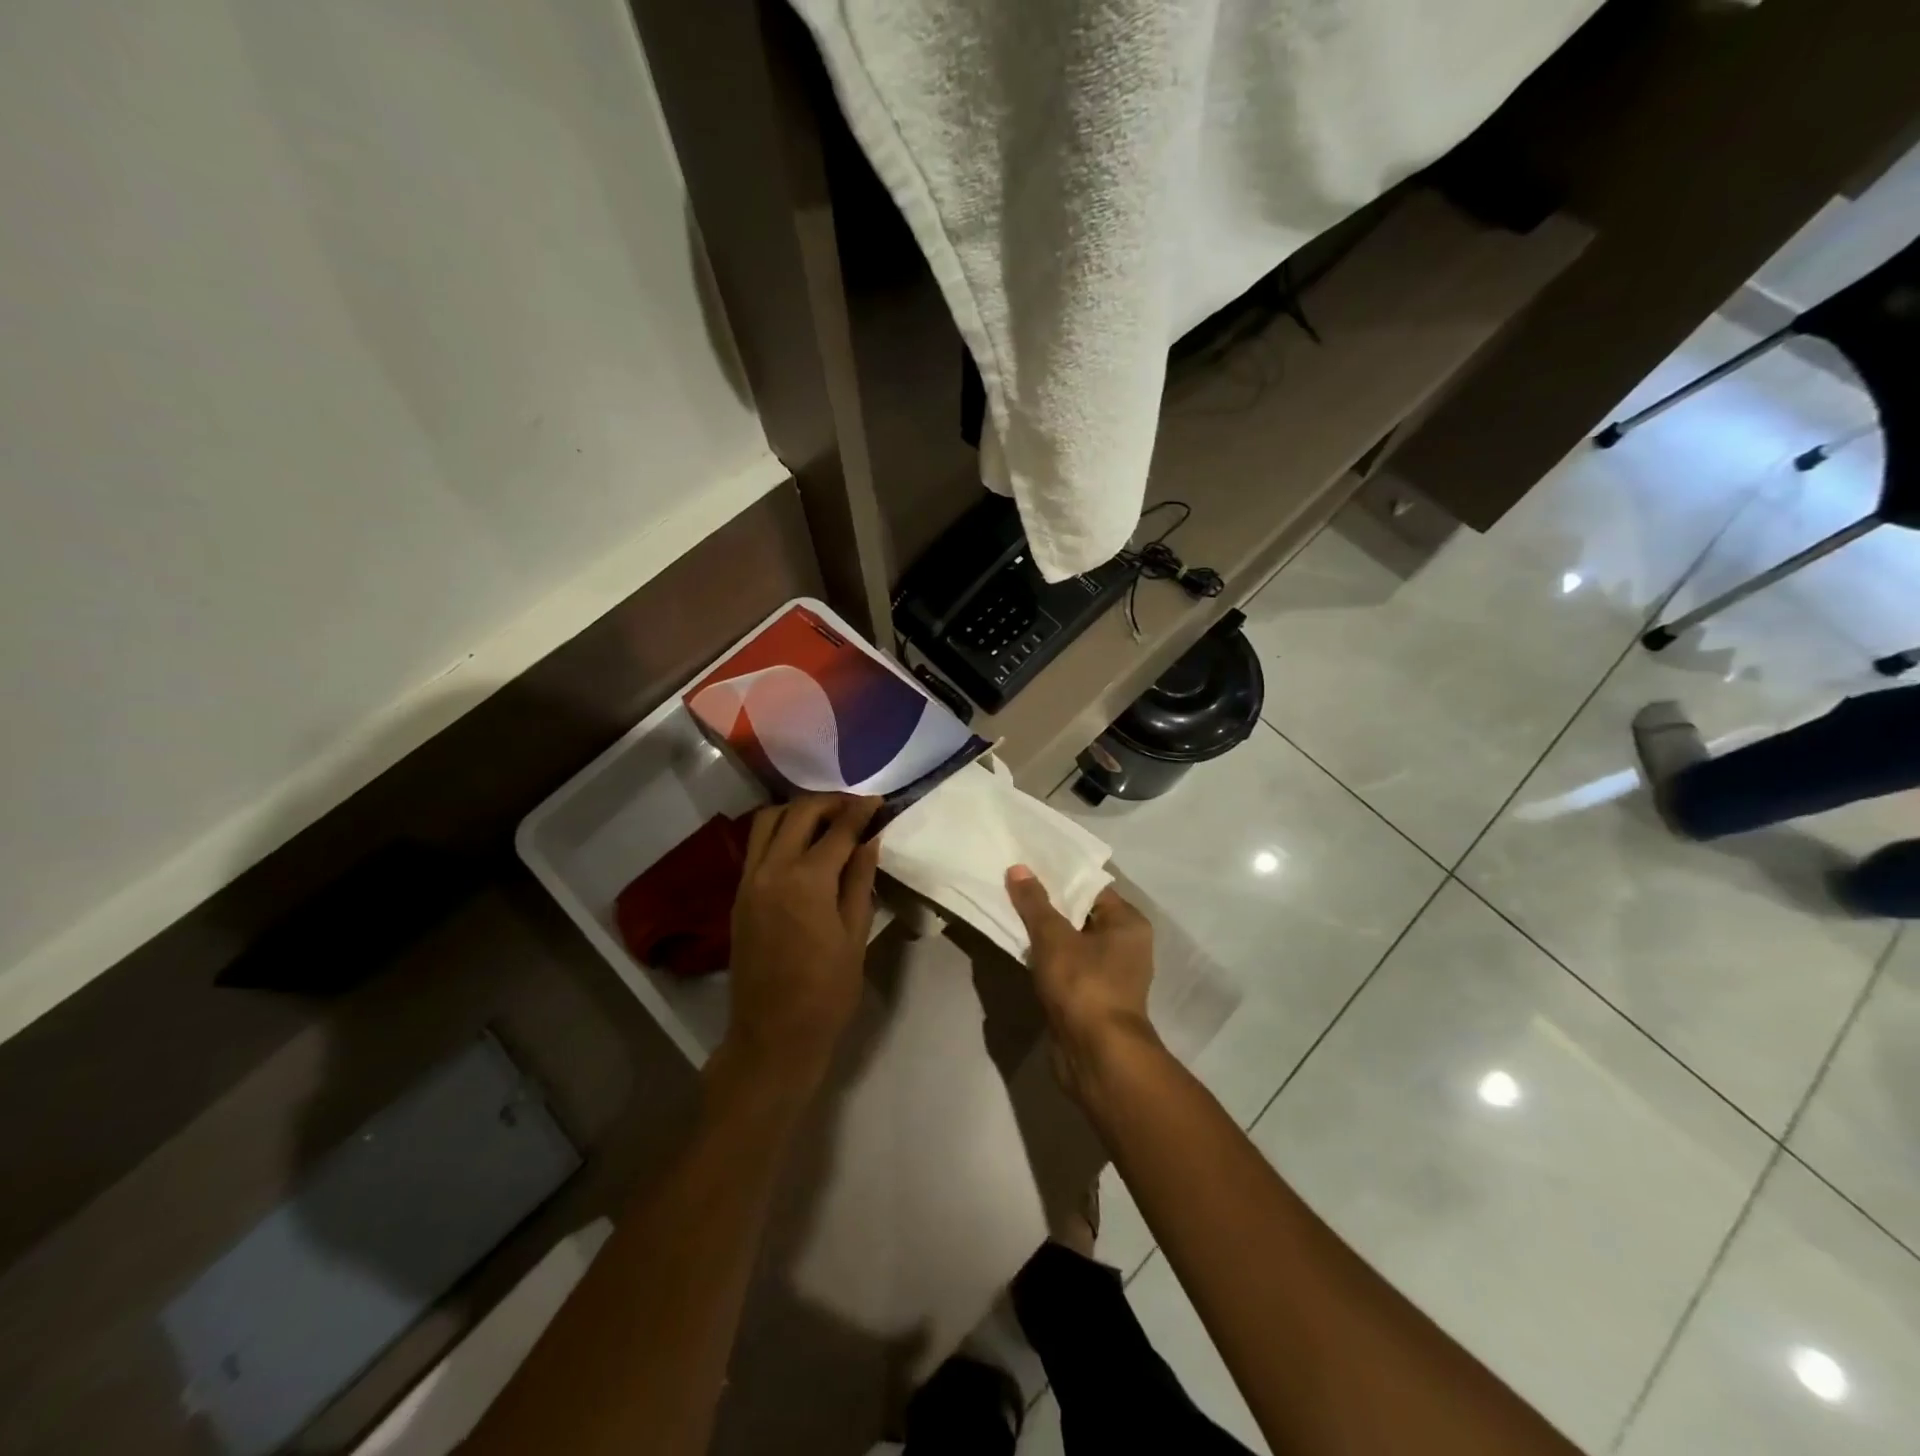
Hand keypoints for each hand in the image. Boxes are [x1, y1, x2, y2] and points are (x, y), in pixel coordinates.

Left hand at [724, 794, 881, 1091]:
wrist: (773, 1036)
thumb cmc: (826, 992)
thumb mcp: (855, 935)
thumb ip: (860, 879)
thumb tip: (870, 839)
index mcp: (807, 881)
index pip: (838, 829)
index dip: (861, 811)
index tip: (879, 801)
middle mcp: (772, 869)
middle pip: (799, 813)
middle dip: (830, 802)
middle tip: (856, 807)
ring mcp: (749, 880)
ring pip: (768, 820)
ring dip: (798, 811)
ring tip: (827, 820)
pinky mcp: (739, 894)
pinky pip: (756, 844)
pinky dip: (779, 830)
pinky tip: (802, 843)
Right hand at [1004, 867, 1158, 1102]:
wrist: (1097, 1055)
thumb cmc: (1084, 985)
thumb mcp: (1054, 937)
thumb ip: (1035, 902)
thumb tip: (1018, 868)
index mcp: (1128, 922)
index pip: (1091, 887)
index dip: (1059, 876)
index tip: (1027, 866)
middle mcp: (1126, 944)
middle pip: (1081, 913)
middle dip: (1048, 904)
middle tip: (1012, 887)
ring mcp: (1111, 974)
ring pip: (1072, 942)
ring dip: (1046, 934)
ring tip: (1010, 914)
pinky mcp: (1094, 997)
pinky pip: (1068, 967)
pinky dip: (1048, 959)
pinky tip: (1021, 951)